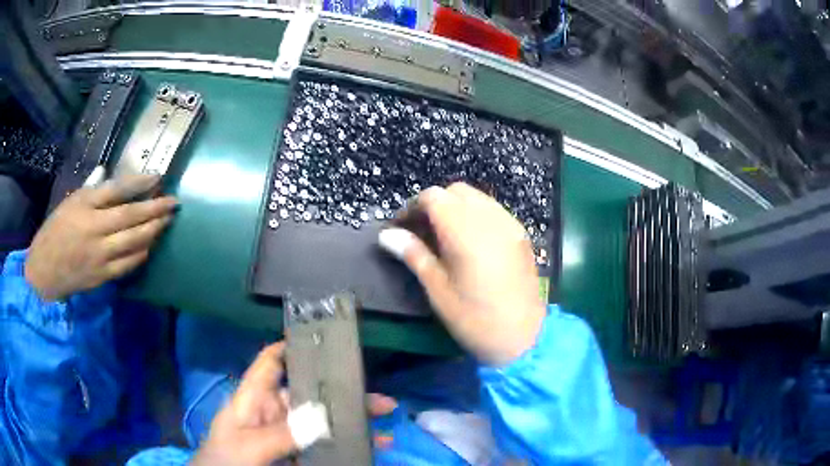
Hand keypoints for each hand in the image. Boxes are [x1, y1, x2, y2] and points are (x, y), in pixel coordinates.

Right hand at [25, 174, 176, 300]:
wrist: (44, 271)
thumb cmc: (54, 231)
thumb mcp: (69, 202)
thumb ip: (91, 190)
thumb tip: (107, 173)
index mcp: (84, 205)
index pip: (116, 190)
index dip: (139, 183)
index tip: (158, 177)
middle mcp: (94, 229)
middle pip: (130, 217)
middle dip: (155, 209)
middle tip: (174, 203)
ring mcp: (100, 255)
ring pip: (133, 241)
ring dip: (153, 231)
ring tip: (167, 221)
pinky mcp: (102, 276)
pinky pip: (128, 265)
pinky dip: (141, 253)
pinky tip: (151, 245)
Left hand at [193, 342, 396, 465]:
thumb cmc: (225, 461)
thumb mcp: (248, 445)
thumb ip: (282, 432)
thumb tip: (322, 416)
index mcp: (254, 400)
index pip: (271, 363)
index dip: (293, 347)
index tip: (326, 340)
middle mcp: (272, 414)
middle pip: (309, 396)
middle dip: (342, 395)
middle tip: (380, 401)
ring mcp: (285, 437)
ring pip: (321, 424)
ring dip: (350, 424)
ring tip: (382, 427)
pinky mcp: (295, 456)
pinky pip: (323, 448)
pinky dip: (346, 447)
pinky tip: (369, 449)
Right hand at [378, 182, 545, 365]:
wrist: (524, 338)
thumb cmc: (475, 319)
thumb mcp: (438, 290)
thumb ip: (414, 255)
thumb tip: (387, 235)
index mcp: (465, 232)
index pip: (433, 197)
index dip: (413, 208)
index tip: (402, 229)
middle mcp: (490, 219)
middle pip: (456, 191)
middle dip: (435, 204)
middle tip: (423, 232)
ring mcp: (510, 224)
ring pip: (477, 198)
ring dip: (457, 207)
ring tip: (446, 236)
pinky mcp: (521, 234)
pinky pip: (494, 210)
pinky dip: (477, 215)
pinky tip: (471, 241)